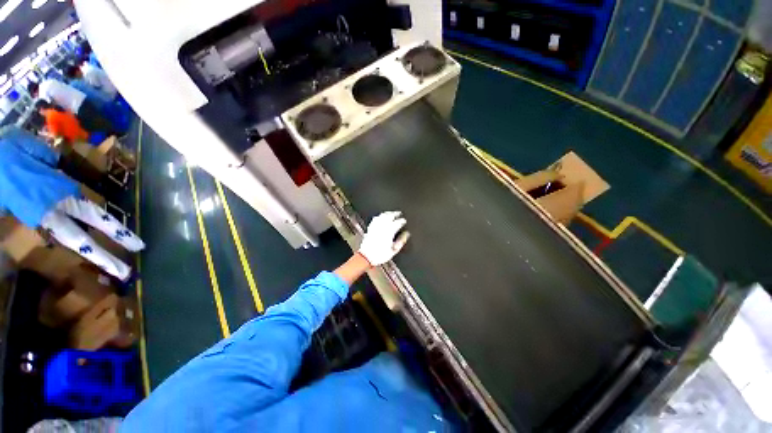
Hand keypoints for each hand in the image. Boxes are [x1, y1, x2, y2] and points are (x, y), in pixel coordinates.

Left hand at [358, 211, 408, 265]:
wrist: (366, 257)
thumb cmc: (380, 255)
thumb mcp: (394, 250)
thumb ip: (401, 241)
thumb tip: (406, 234)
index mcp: (389, 232)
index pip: (397, 222)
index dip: (402, 221)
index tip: (404, 221)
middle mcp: (382, 227)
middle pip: (390, 216)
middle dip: (395, 214)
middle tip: (399, 213)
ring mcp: (375, 227)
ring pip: (382, 216)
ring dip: (387, 213)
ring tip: (391, 213)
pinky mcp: (370, 228)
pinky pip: (375, 219)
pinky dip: (379, 216)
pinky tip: (380, 217)